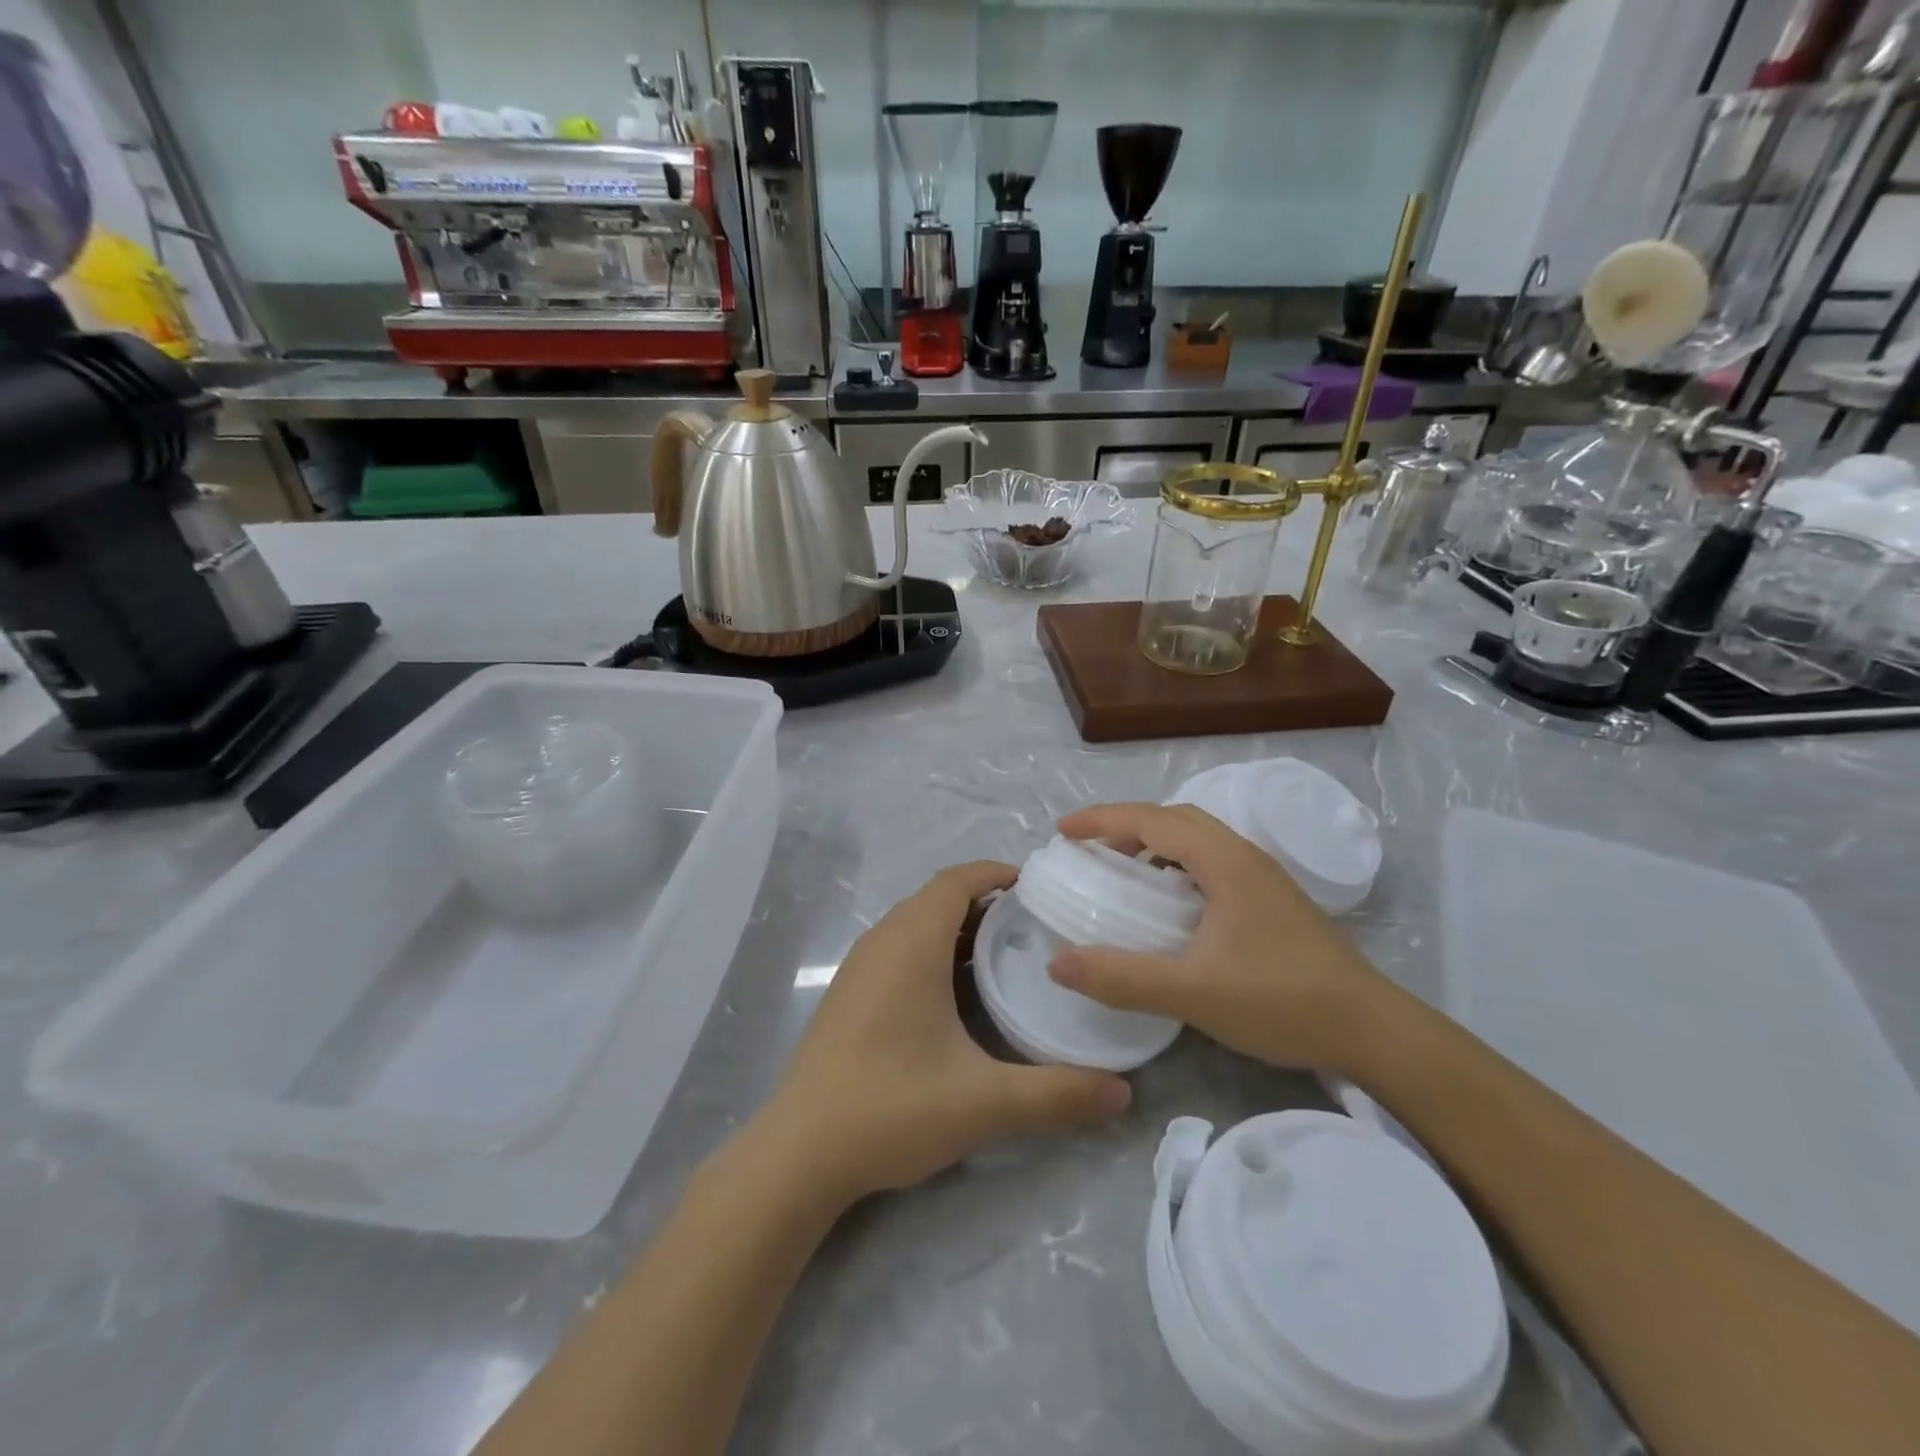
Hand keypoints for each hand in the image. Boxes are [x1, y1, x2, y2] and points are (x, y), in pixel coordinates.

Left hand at [763, 861, 1131, 1203]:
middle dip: (986, 902)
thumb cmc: (890, 1108)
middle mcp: (882, 942)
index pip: (956, 881)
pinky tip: (957, 995)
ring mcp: (859, 967)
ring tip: (1006, 955)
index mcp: (911, 944)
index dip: (997, 874)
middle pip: (938, 898)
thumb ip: (1057, 1095)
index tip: (1040, 888)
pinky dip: (933, 950)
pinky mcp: (849, 994)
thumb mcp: (983, 1103)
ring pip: (916, 924)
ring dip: (958, 928)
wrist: (797, 1153)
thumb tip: (1123, 1092)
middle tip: (1036, 926)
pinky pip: (898, 948)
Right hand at [1047, 803, 1392, 1074]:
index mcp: (1224, 861)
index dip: (1101, 820)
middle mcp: (1244, 856)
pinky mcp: (1271, 900)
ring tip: (1121, 873)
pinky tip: (1168, 906)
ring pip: (1196, 840)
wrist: (1373, 1031)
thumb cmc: (1282, 1001)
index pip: (1151, 820)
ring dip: (1153, 845)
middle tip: (1088, 850)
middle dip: (1125, 826)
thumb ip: (1122, 977)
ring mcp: (1262, 877)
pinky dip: (1175, 867)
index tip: (1061, 831)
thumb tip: (1057, 963)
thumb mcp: (1193, 993)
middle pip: (1174, 819)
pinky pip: (1211, 863)